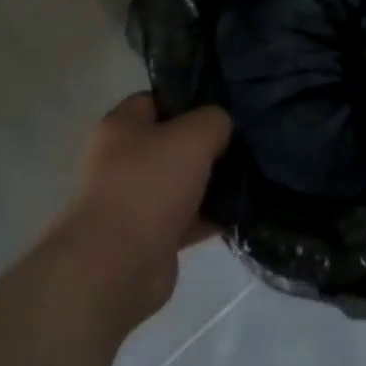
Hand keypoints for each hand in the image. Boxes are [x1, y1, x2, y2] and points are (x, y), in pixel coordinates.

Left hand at [52, 94, 232, 332]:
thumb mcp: (193, 135)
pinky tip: (239, 212)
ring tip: (248, 176)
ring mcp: (132, 200)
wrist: (117, 265)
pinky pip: (184, 219)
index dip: (190, 100)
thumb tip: (220, 126)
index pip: (158, 99)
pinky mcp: (147, 238)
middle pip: (171, 142)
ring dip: (209, 183)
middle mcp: (121, 159)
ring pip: (180, 182)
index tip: (223, 106)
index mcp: (121, 125)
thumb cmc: (149, 184)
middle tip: (241, 142)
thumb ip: (214, 120)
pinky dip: (207, 217)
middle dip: (205, 144)